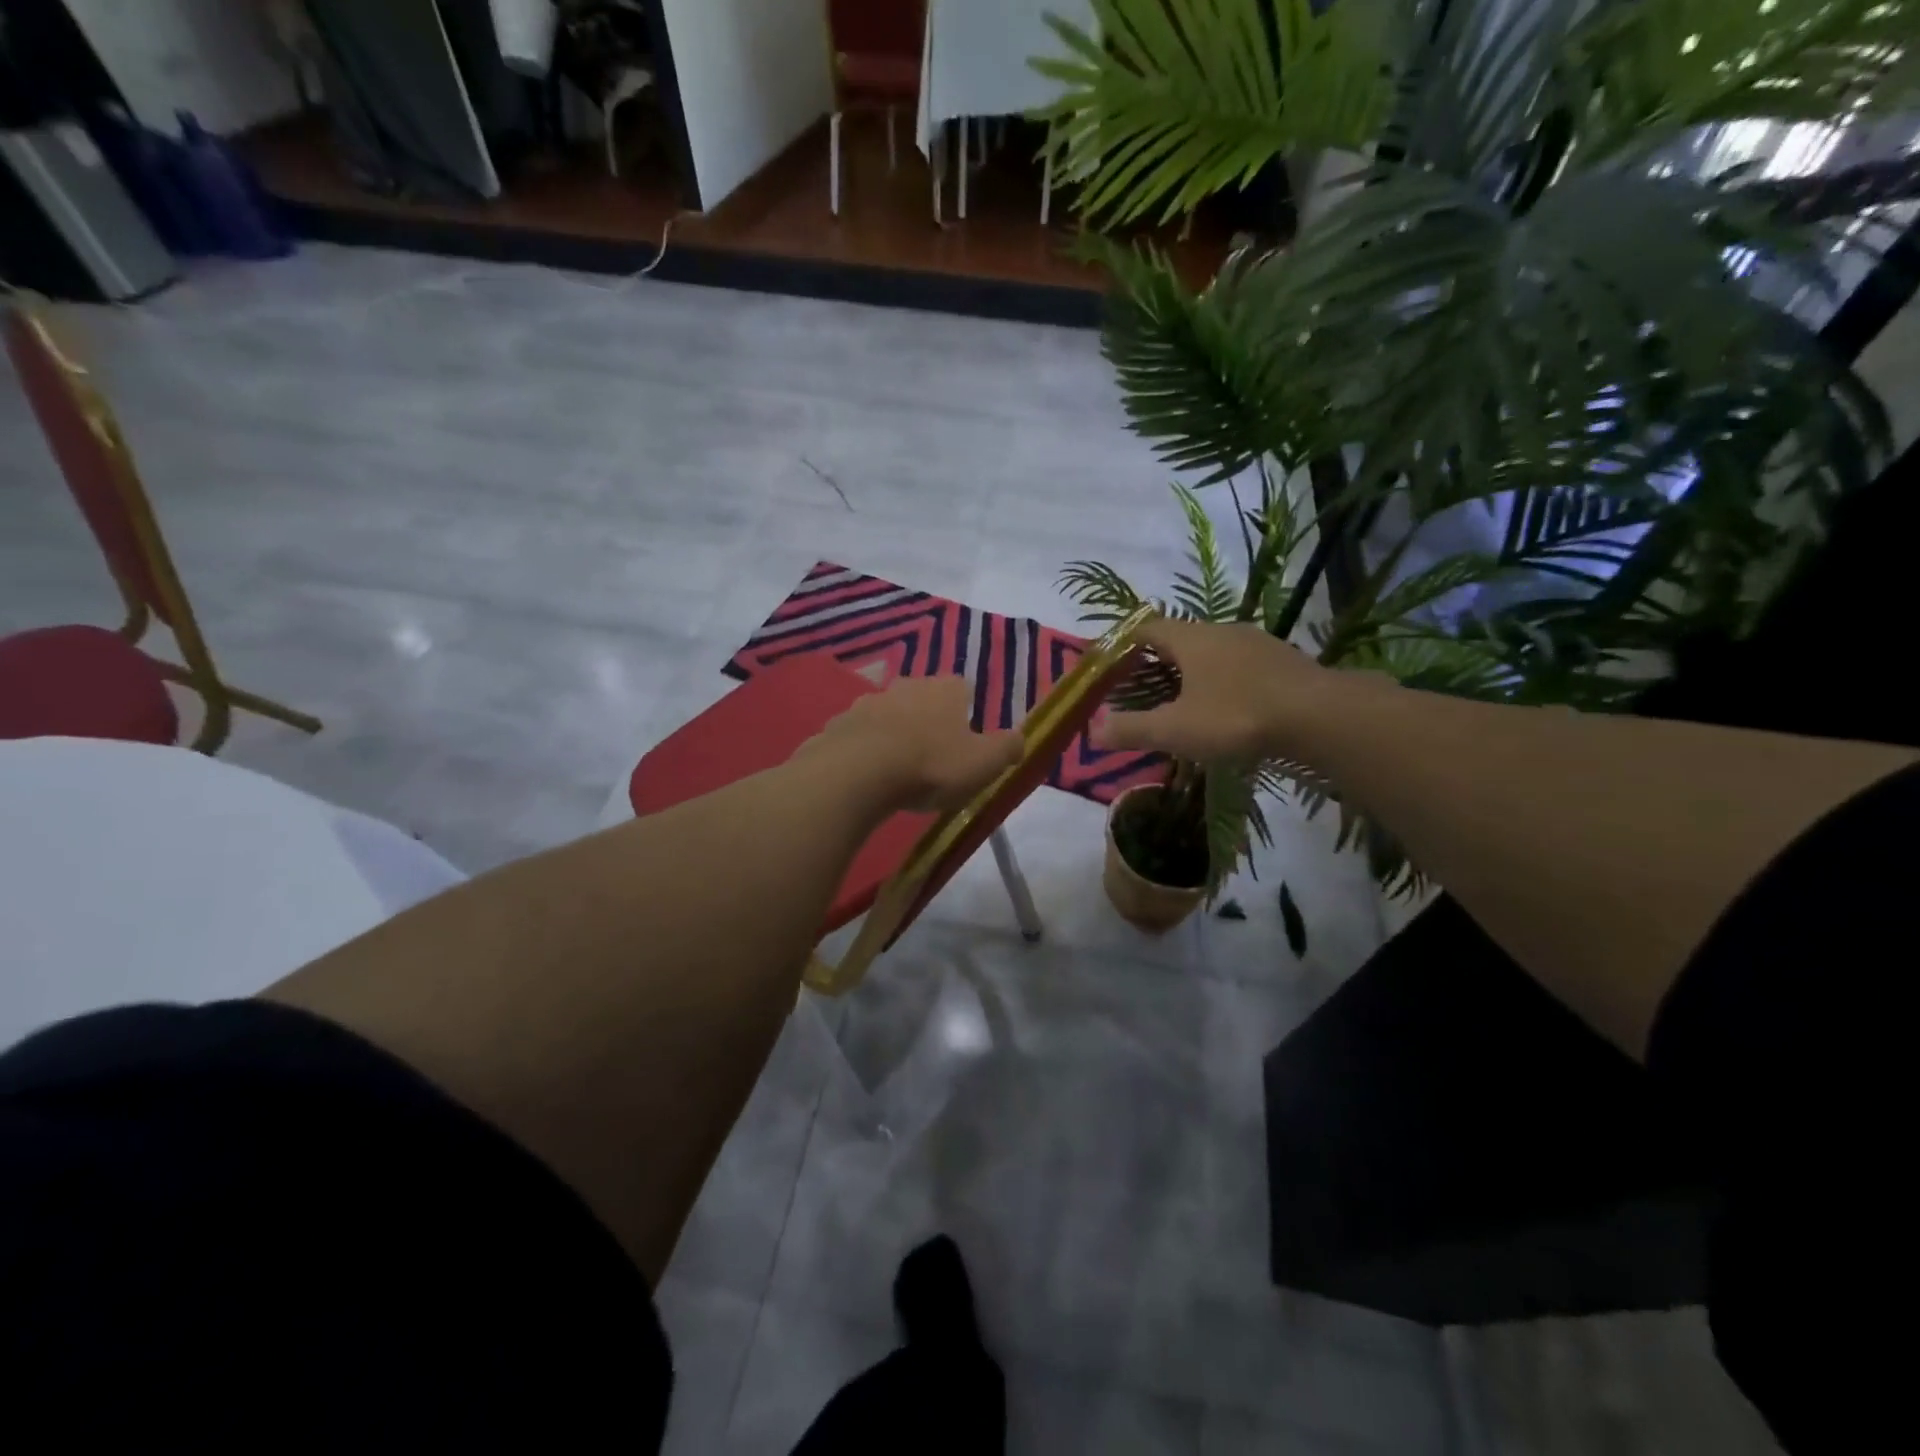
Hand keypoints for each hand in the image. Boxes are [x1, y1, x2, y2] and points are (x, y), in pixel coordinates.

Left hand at [805, 675, 1023, 812]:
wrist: (858, 773)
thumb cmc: (931, 765)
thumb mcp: (984, 763)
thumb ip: (1007, 748)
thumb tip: (1020, 738)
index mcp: (945, 689)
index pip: (963, 689)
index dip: (966, 713)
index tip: (965, 742)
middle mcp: (907, 685)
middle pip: (923, 699)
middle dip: (928, 722)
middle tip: (932, 758)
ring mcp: (868, 702)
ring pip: (888, 715)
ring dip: (893, 735)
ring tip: (897, 770)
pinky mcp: (838, 724)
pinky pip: (857, 736)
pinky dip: (863, 750)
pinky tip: (865, 777)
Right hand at [1093, 617, 1328, 761]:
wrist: (1321, 717)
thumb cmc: (1237, 717)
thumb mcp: (1176, 729)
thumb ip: (1132, 729)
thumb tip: (1093, 730)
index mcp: (1191, 639)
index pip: (1147, 628)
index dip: (1125, 642)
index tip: (1112, 663)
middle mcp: (1222, 631)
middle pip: (1181, 638)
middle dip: (1159, 660)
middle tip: (1144, 688)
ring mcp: (1257, 643)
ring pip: (1214, 651)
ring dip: (1195, 670)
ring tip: (1185, 700)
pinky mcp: (1284, 661)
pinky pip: (1241, 665)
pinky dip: (1226, 680)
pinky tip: (1230, 707)